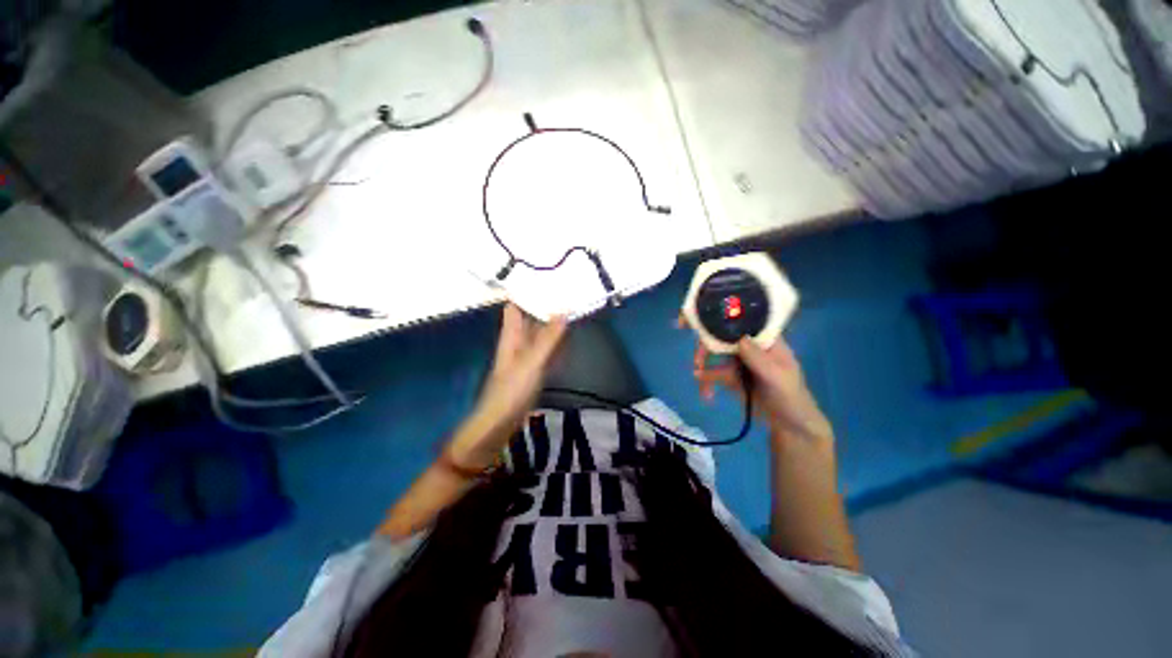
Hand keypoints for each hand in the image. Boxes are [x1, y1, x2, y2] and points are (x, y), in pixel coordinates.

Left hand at [450, 304, 566, 467]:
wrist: (497, 427)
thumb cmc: (510, 392)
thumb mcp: (530, 363)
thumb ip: (547, 338)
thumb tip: (563, 310)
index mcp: (511, 337)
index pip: (515, 307)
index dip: (525, 291)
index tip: (542, 276)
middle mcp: (517, 344)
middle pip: (528, 318)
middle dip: (542, 304)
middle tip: (564, 288)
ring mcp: (525, 359)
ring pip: (537, 333)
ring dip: (550, 321)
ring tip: (568, 306)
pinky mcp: (532, 372)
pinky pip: (544, 350)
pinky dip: (554, 341)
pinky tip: (564, 337)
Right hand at [682, 318, 831, 446]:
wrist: (790, 426)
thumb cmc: (791, 398)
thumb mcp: (778, 378)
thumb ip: (759, 359)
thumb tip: (739, 338)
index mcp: (764, 338)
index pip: (740, 320)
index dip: (719, 315)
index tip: (698, 319)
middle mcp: (749, 344)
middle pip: (720, 335)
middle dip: (704, 345)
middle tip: (696, 360)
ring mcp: (738, 359)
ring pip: (713, 353)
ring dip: (702, 364)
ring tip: (698, 378)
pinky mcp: (730, 375)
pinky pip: (712, 372)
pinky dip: (706, 380)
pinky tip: (706, 393)